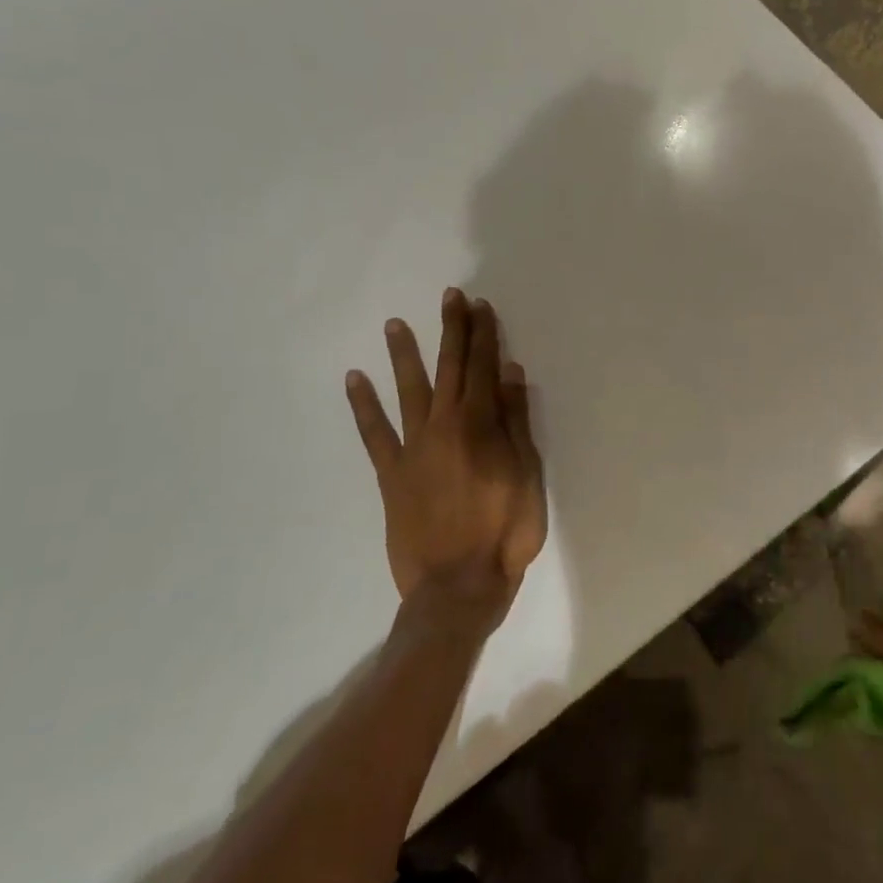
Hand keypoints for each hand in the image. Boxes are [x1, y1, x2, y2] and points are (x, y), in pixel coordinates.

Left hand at [344, 289, 547, 620]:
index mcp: (481, 426)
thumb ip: (516, 423)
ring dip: (404, 355)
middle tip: (451, 298)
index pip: (484, 368)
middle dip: (452, 331)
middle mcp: (444, 427)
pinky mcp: (391, 474)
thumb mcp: (528, 475)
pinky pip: (374, 433)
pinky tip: (355, 379)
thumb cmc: (506, 531)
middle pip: (450, 369)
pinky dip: (363, 406)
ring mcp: (413, 449)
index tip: (481, 307)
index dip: (484, 336)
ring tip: (394, 324)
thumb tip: (510, 374)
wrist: (458, 585)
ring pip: (409, 391)